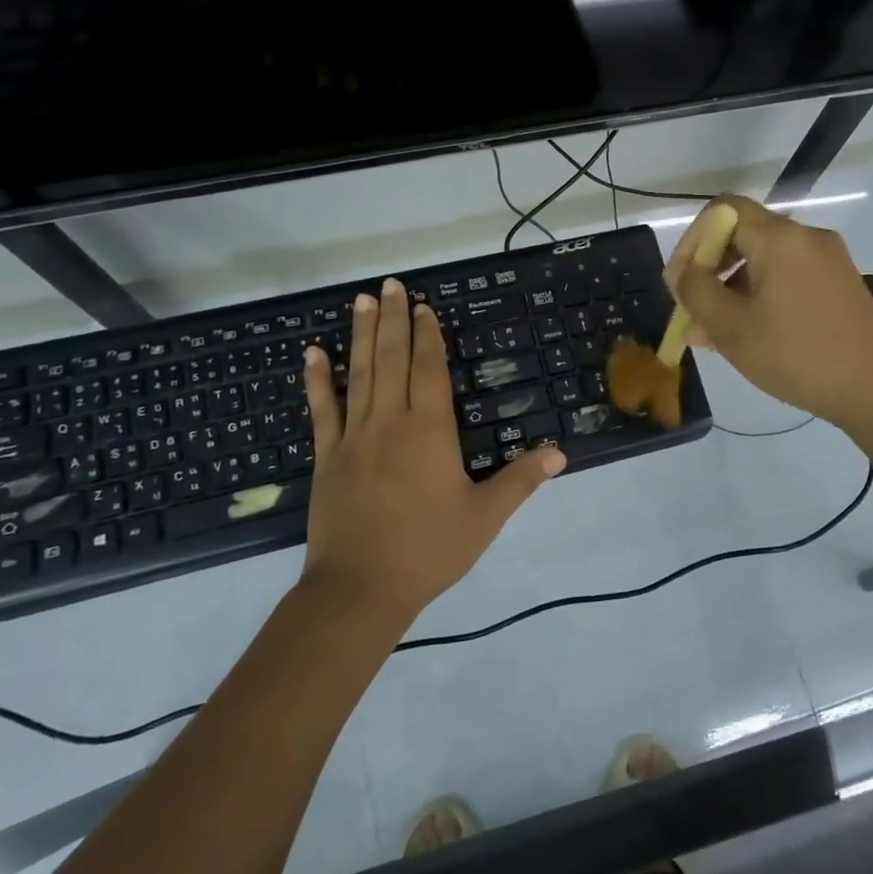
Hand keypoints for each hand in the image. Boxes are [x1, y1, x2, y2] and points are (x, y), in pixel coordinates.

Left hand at [301, 278, 564, 620]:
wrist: (360, 588)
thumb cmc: (428, 550)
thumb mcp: (484, 516)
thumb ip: (521, 480)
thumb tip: (560, 453)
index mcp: (430, 431)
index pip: (429, 370)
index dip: (428, 336)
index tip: (424, 308)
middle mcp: (390, 422)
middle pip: (392, 359)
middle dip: (394, 320)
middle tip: (392, 285)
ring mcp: (353, 437)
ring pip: (358, 374)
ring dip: (360, 335)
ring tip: (361, 301)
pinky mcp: (327, 457)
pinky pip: (322, 410)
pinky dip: (317, 380)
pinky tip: (313, 353)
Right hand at [663, 195, 872, 426]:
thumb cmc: (797, 355)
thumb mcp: (732, 327)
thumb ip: (696, 292)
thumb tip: (682, 273)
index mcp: (780, 238)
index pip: (722, 211)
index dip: (691, 240)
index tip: (679, 281)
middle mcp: (807, 238)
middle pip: (744, 235)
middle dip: (710, 269)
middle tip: (692, 310)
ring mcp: (829, 262)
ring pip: (765, 262)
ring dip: (732, 289)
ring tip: (713, 334)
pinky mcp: (841, 286)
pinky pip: (789, 278)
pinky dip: (761, 296)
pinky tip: (750, 335)